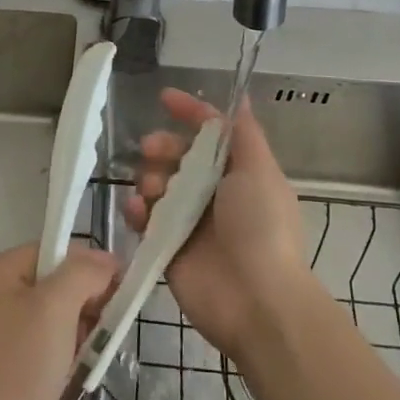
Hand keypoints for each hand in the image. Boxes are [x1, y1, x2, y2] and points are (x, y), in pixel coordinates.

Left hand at [0, 241, 117, 399]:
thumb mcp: (57, 307)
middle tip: (108, 326)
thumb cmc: (20, 365)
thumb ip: (84, 273)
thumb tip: (106, 261)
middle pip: (52, 284)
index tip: (119, 288)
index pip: (52, 250)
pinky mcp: (0, 370)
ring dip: (77, 332)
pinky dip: (62, 356)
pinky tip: (74, 374)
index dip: (88, 264)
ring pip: (50, 319)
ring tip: (92, 354)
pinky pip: (41, 348)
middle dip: (84, 302)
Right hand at [125, 87, 311, 359]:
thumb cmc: (262, 227)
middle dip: (162, 146)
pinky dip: (138, 211)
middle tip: (151, 149)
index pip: (210, 134)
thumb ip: (244, 133)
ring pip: (158, 185)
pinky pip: (145, 220)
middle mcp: (213, 194)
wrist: (257, 302)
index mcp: (238, 173)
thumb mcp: (260, 170)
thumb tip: (241, 96)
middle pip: (178, 156)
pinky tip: (138, 211)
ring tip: (153, 190)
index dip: (190, 113)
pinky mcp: (168, 249)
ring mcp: (189, 222)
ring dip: (150, 178)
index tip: (164, 98)